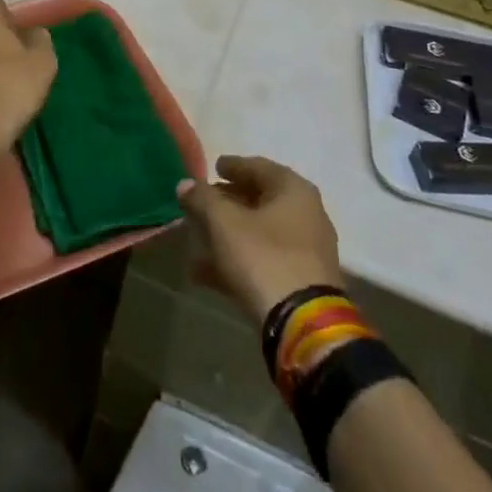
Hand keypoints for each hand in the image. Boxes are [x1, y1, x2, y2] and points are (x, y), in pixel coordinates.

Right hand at [176, 155, 345, 325]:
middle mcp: (306, 214)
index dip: (232, 166)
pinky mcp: (300, 282)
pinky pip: (262, 260)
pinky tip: (203, 272)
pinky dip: (236, 260)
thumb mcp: (224, 222)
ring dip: (227, 234)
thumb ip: (202, 198)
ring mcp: (305, 251)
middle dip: (227, 202)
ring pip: (259, 233)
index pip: (258, 167)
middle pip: (259, 200)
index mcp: (293, 190)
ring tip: (196, 239)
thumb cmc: (263, 256)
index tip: (213, 167)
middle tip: (201, 203)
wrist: (302, 324)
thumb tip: (185, 184)